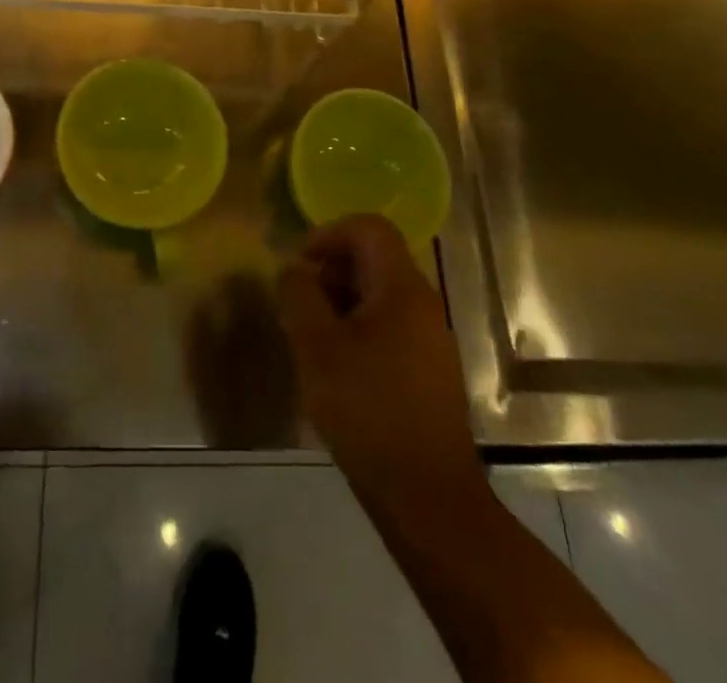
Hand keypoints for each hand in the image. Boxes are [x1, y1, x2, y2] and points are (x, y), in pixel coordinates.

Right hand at [278, 215, 485, 511]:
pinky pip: (390, 326)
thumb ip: (300, 296)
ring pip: (380, 295)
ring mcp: (431, 339)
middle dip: (330, 271)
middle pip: (374, 259)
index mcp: (402, 288)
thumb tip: (296, 269)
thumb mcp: (317, 347)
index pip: (369, 228)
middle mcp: (424, 303)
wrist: (428, 497)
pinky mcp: (430, 371)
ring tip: (311, 338)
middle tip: (299, 305)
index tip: (300, 265)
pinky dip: (358, 330)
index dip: (329, 234)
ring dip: (341, 303)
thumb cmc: (368, 411)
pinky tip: (337, 368)